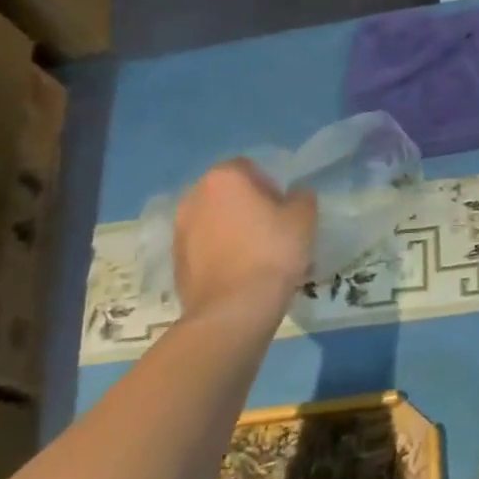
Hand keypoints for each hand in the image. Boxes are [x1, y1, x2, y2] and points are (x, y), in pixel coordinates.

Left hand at [172, 160, 317, 322]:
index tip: (283, 210)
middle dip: (246, 206)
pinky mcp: (175, 261)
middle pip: (226, 193)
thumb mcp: (304, 219)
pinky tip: (238, 274)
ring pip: (213, 221)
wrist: (232, 311)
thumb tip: (295, 196)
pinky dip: (218, 254)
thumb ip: (302, 198)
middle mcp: (194, 197)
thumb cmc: (271, 253)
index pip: (249, 168)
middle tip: (270, 230)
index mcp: (224, 178)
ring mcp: (179, 230)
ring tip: (254, 256)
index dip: (269, 186)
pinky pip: (203, 248)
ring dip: (230, 230)